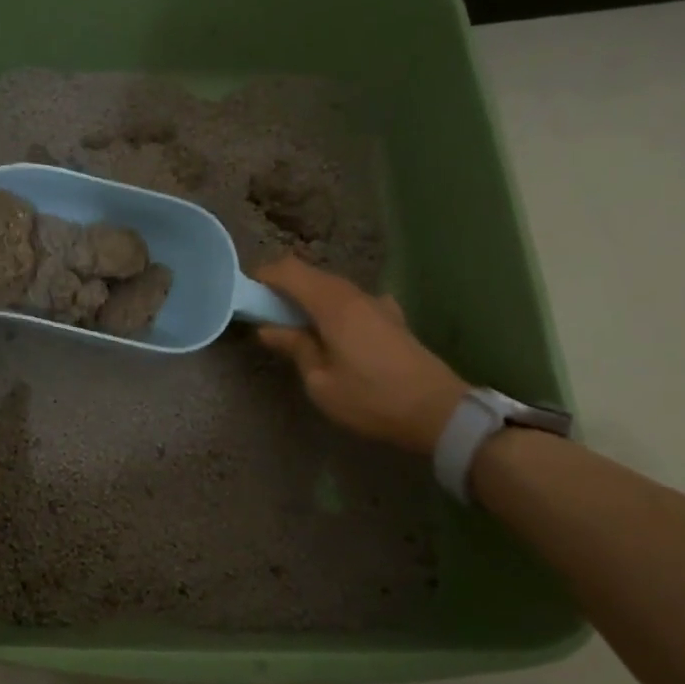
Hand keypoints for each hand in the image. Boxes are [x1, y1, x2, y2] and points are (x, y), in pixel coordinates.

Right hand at [254, 256, 467, 454]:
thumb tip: (269, 329)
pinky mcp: (391, 319)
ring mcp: (377, 305)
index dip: (263, 276)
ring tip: (294, 326)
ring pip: (332, 288)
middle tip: (264, 314)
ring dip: (308, 298)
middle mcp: (355, 295)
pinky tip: (333, 333)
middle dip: (283, 287)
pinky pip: (351, 301)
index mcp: (333, 305)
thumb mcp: (321, 381)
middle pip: (311, 275)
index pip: (289, 270)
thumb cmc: (371, 399)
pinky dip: (332, 308)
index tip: (246, 294)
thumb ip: (295, 347)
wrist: (439, 413)